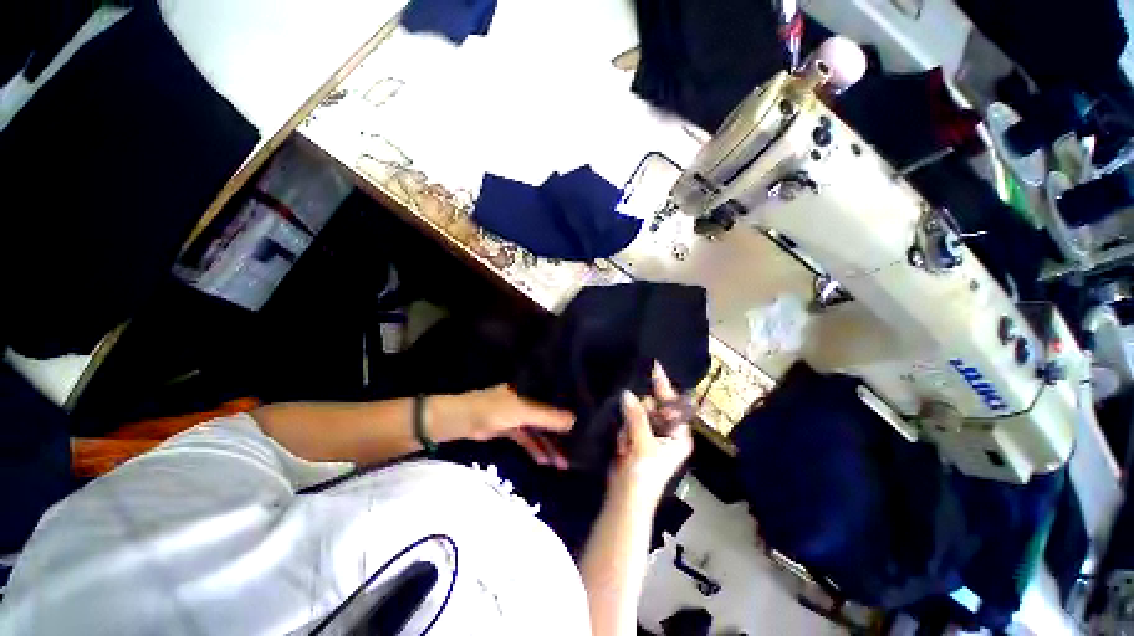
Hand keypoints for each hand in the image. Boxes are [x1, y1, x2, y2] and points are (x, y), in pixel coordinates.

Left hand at [430, 385, 574, 468]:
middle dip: (560, 434)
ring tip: (563, 463)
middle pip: (548, 417)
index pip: (554, 398)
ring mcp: (517, 415)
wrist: (459, 421)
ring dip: (548, 446)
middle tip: (577, 450)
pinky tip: (544, 461)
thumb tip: (574, 421)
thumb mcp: (522, 413)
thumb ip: (546, 417)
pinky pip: (527, 438)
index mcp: (530, 390)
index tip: (585, 422)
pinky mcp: (509, 427)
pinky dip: (535, 449)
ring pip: (538, 431)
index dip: (568, 410)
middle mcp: (526, 400)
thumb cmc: (492, 410)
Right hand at [611, 363, 693, 507]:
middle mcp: (666, 431)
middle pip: (652, 405)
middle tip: (632, 429)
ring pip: (637, 412)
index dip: (663, 386)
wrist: (625, 499)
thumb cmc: (644, 475)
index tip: (655, 366)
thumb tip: (627, 393)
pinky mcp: (635, 437)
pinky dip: (623, 430)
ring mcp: (649, 434)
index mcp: (678, 434)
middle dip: (640, 412)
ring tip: (627, 445)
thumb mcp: (643, 444)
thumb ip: (636, 417)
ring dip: (629, 425)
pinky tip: (623, 446)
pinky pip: (628, 421)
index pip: (673, 403)